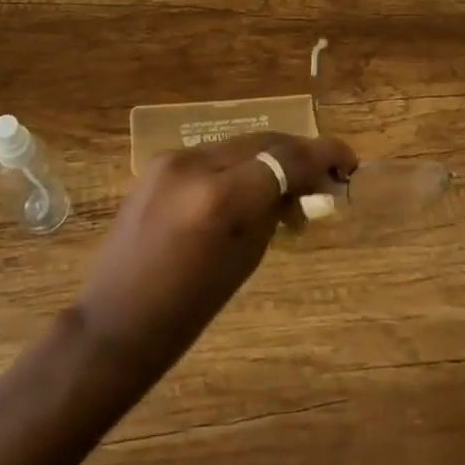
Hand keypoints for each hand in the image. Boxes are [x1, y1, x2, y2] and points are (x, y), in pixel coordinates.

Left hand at [74, 132, 356, 371]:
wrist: (115, 322)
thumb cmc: (187, 310)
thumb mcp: (245, 259)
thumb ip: (273, 210)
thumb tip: (299, 184)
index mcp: (221, 197)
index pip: (285, 159)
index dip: (324, 154)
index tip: (348, 162)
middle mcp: (196, 164)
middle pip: (264, 142)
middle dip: (298, 153)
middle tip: (324, 176)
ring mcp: (172, 159)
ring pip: (238, 144)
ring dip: (268, 158)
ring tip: (288, 187)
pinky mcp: (158, 163)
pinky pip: (212, 155)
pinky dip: (238, 166)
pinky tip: (248, 189)